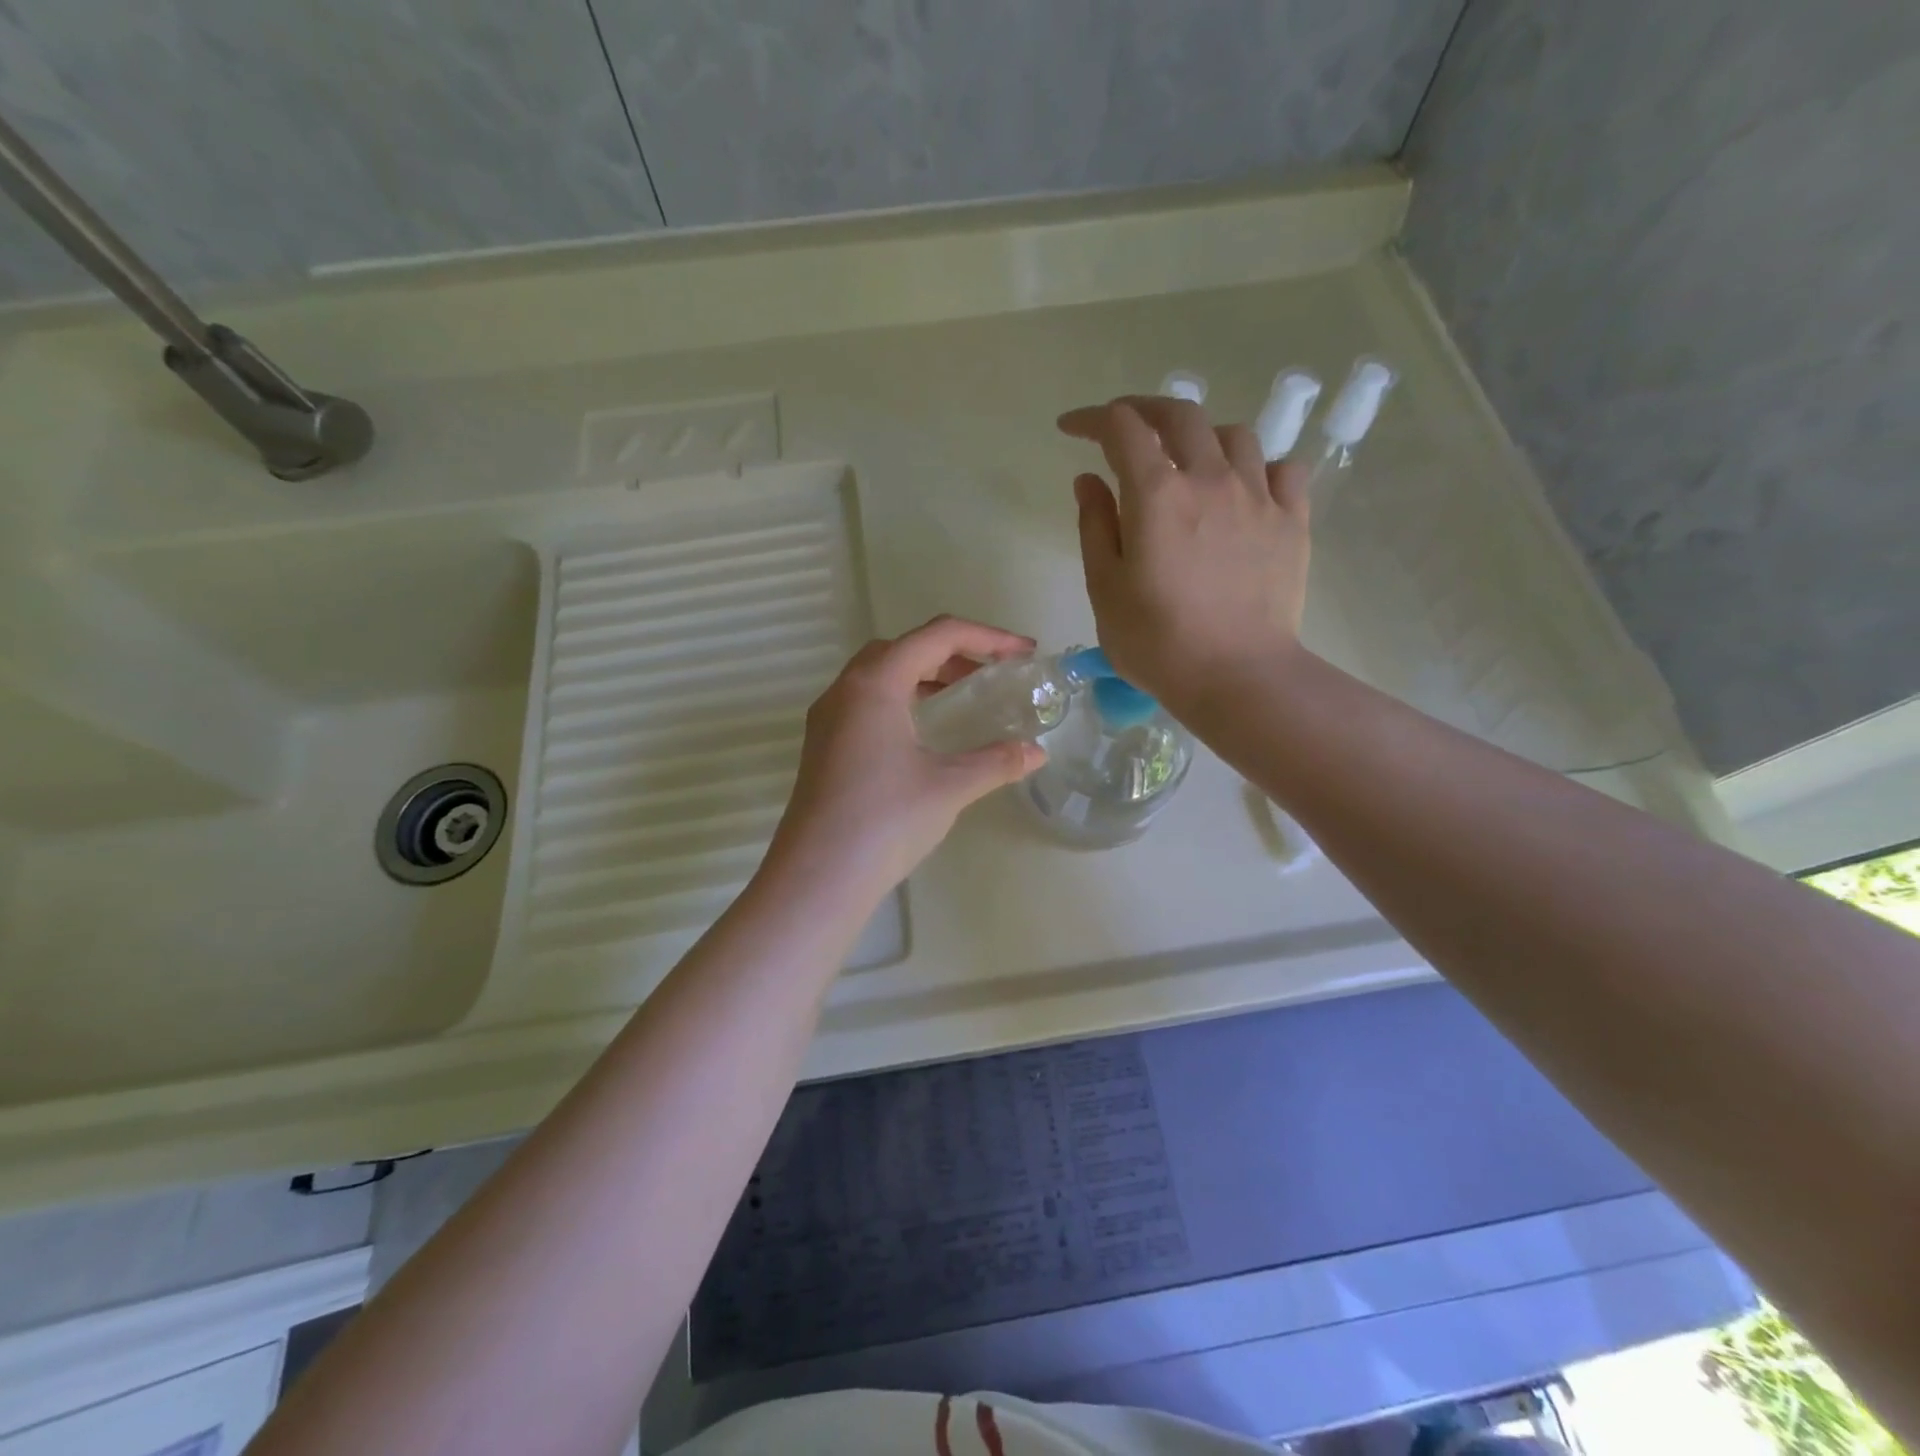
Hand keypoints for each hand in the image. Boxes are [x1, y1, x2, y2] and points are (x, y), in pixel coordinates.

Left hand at [766, 617, 1047, 897]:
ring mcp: (828, 718)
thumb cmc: (885, 821)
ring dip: (924, 674)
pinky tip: (923, 732)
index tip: (1023, 653)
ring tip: (962, 698)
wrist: (818, 877)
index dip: (987, 637)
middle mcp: (845, 689)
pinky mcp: (823, 744)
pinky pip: (866, 700)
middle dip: (953, 652)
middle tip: (991, 675)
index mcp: (875, 683)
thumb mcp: (949, 787)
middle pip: (904, 647)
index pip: (937, 636)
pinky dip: (901, 698)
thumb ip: (996, 762)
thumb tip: (1036, 753)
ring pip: (880, 673)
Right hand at [1058, 395, 1310, 711]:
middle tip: (1124, 428)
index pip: (1121, 429)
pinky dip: (1258, 467)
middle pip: (1180, 414)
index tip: (1071, 429)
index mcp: (1157, 494)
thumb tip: (1089, 479)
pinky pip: (1282, 469)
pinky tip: (1245, 490)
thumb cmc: (1157, 642)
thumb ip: (1095, 525)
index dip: (1092, 419)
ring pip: (1234, 434)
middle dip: (1144, 409)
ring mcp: (1258, 496)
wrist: (1237, 677)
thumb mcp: (1105, 588)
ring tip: (1188, 462)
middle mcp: (1210, 478)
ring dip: (1202, 436)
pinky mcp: (1292, 521)